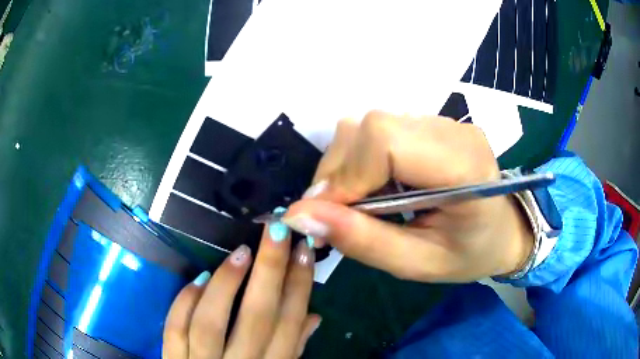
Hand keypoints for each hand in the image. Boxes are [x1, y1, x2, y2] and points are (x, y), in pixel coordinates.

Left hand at [163, 227, 320, 358]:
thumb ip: (294, 349)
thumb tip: (313, 316)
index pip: (289, 324)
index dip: (298, 286)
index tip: (303, 250)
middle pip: (256, 318)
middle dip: (270, 271)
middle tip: (277, 230)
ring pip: (211, 322)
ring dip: (226, 284)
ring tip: (240, 252)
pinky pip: (175, 330)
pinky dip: (184, 302)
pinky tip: (198, 277)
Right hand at [283, 111, 533, 281]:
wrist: (501, 231)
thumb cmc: (469, 254)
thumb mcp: (417, 264)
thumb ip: (362, 240)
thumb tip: (299, 214)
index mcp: (463, 164)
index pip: (385, 140)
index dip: (346, 175)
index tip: (326, 215)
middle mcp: (452, 130)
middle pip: (371, 127)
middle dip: (341, 171)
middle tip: (339, 214)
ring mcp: (441, 121)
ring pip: (367, 125)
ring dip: (348, 165)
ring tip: (360, 203)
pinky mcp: (429, 123)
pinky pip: (377, 129)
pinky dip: (361, 159)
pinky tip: (375, 185)